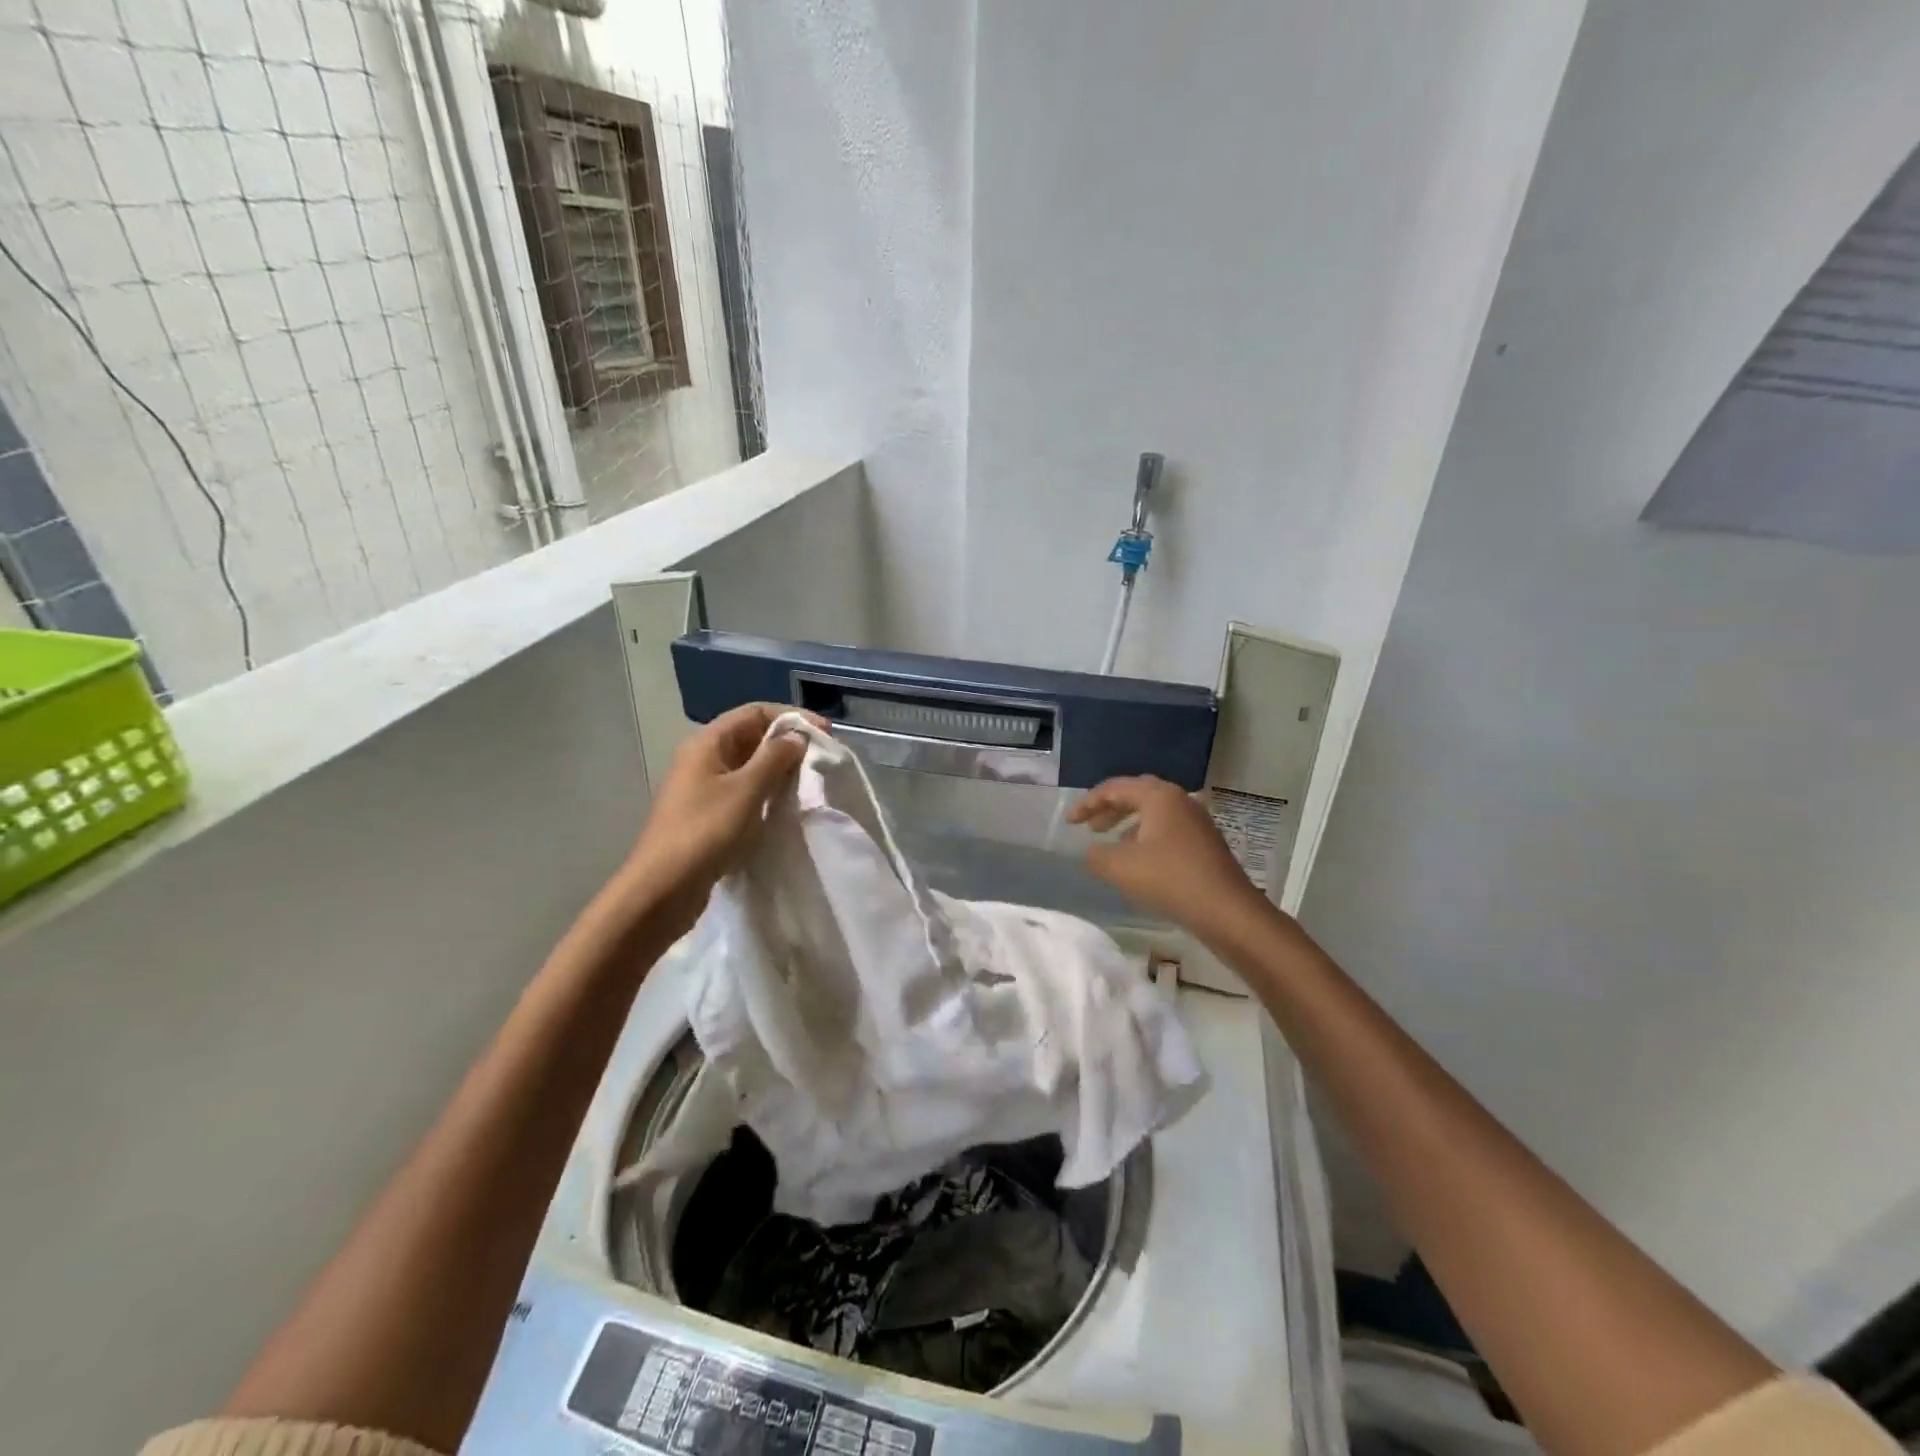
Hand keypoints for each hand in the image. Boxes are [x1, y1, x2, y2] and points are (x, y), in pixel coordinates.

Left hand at [619, 703, 814, 935]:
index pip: (755, 713)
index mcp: (707, 743)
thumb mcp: (746, 790)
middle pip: (751, 737)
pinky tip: (785, 807)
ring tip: (809, 781)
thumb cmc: (705, 832)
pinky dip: (766, 793)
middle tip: (821, 758)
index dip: (792, 717)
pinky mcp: (708, 815)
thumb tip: (795, 737)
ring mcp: (703, 789)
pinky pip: (743, 792)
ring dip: (779, 770)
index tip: (824, 734)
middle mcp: (703, 759)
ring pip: (749, 767)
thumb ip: (774, 758)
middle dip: (787, 743)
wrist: (662, 889)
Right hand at [1069, 776, 1268, 936]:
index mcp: (1159, 796)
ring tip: (1110, 843)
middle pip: (1137, 795)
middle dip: (1110, 809)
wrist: (1227, 911)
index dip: (1088, 803)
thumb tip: (1092, 852)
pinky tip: (1138, 860)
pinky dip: (1146, 837)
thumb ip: (1097, 856)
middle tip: (1090, 827)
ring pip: (1154, 813)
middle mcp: (1180, 800)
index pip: (1115, 788)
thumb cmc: (1170, 879)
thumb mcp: (1121, 868)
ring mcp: (1196, 821)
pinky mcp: (1205, 842)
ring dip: (1128, 824)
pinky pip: (1167, 829)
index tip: (1069, 823)